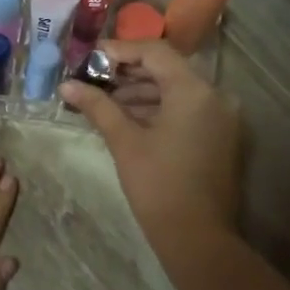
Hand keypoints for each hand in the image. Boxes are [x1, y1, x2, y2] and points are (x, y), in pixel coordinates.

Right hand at [61, 41, 241, 251]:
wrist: (198, 238)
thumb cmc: (158, 186)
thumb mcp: (125, 142)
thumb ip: (97, 107)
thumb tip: (66, 85)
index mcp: (194, 91)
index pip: (155, 52)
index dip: (120, 51)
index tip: (90, 58)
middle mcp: (216, 96)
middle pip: (168, 69)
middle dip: (128, 73)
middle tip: (93, 79)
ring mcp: (222, 117)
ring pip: (177, 91)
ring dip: (142, 92)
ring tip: (104, 101)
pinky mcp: (221, 136)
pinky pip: (188, 109)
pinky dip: (159, 109)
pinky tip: (128, 118)